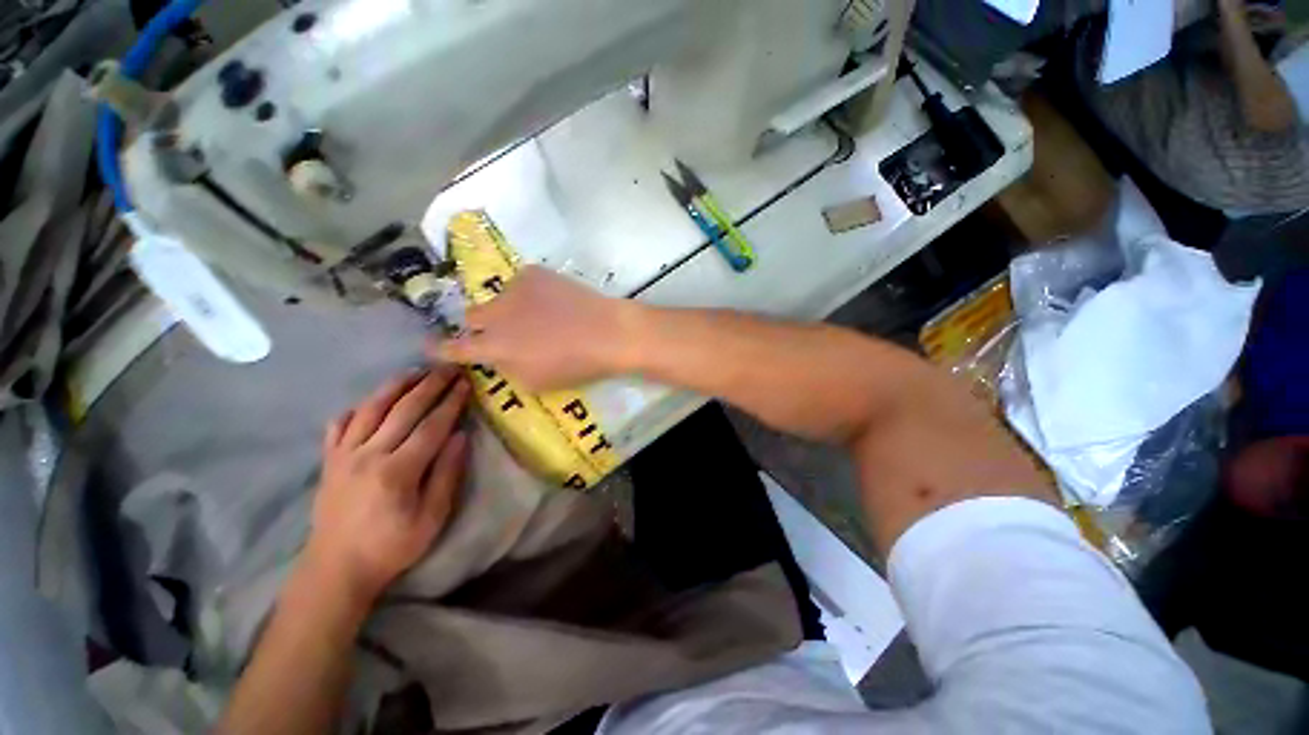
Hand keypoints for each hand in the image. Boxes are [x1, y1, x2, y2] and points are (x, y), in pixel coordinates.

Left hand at [305, 366, 470, 604]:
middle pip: (403, 410)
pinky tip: (370, 402)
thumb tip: (460, 437)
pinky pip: (339, 426)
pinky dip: (356, 409)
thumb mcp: (431, 518)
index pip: (431, 426)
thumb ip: (446, 474)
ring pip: (370, 409)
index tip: (466, 383)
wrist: (335, 569)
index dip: (451, 402)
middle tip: (448, 367)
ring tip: (415, 370)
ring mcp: (343, 456)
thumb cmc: (392, 547)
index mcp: (398, 471)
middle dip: (429, 384)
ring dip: (395, 386)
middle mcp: (368, 455)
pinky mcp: (328, 461)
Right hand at [432, 266, 642, 389]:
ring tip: (543, 316)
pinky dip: (531, 293)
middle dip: (482, 326)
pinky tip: (554, 301)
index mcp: (495, 347)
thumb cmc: (575, 365)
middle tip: (507, 332)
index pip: (456, 348)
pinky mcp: (533, 273)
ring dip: (510, 308)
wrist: (607, 332)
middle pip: (472, 317)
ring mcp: (513, 289)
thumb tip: (497, 356)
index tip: (432, 346)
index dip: (441, 349)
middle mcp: (495, 315)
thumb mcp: (535, 381)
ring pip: (499, 298)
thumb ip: (507, 367)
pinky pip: (521, 283)